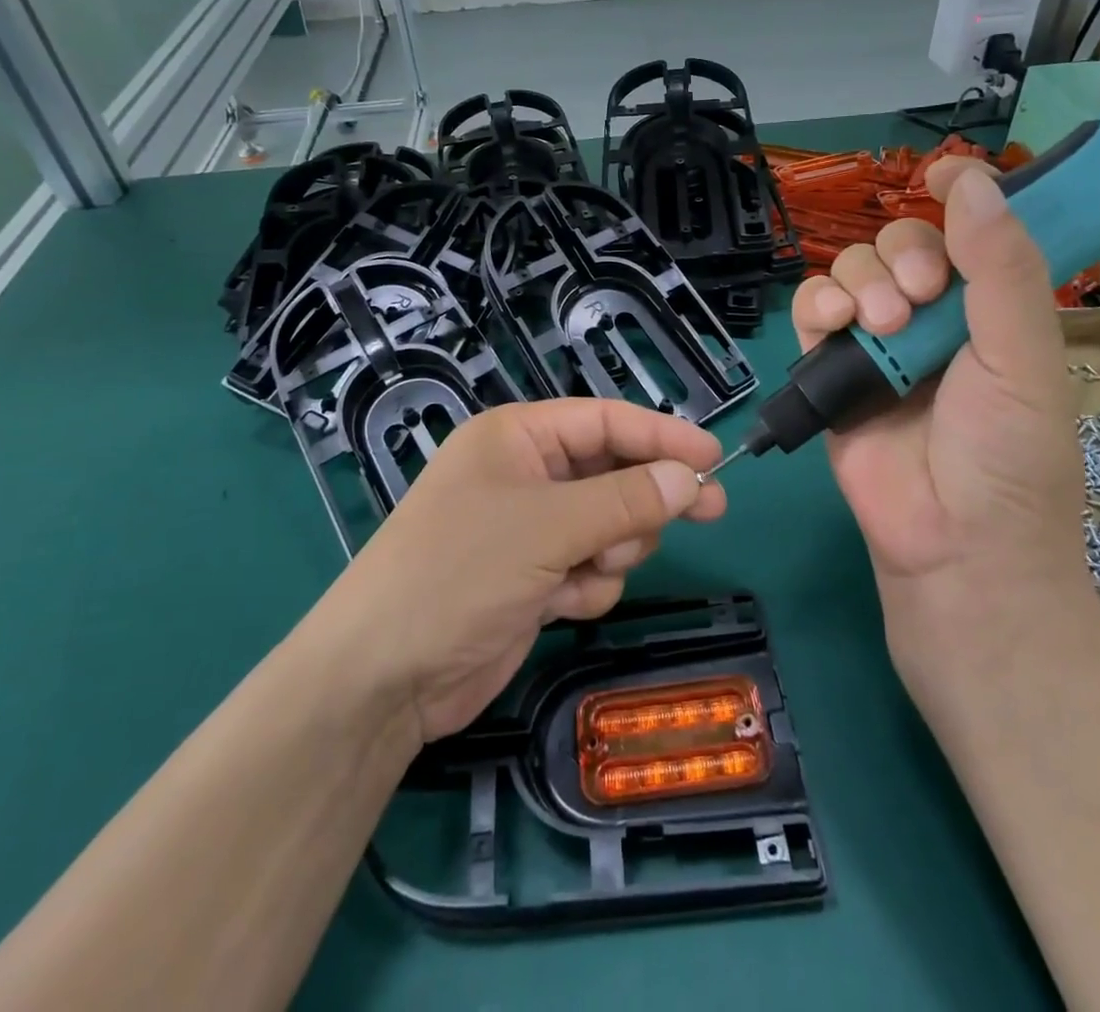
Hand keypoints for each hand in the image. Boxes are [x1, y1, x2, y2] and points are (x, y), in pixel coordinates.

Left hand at [323, 399, 726, 742]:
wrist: (385, 677)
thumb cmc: (460, 572)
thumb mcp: (548, 527)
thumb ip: (627, 500)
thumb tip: (692, 478)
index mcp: (517, 438)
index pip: (605, 421)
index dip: (662, 436)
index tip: (714, 458)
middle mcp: (526, 475)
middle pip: (613, 473)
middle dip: (645, 499)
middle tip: (710, 511)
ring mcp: (530, 529)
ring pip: (610, 524)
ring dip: (613, 548)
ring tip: (587, 568)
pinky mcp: (535, 578)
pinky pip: (591, 567)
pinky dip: (588, 585)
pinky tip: (560, 604)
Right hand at [790, 161, 1090, 664]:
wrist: (952, 546)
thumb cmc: (1007, 456)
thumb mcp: (1022, 359)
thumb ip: (1002, 270)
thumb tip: (973, 180)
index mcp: (991, 308)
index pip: (973, 231)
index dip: (961, 195)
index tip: (943, 174)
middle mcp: (935, 316)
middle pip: (901, 243)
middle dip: (905, 258)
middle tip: (920, 298)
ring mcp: (878, 342)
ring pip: (852, 270)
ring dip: (862, 284)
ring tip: (879, 327)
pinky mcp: (831, 369)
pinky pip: (812, 310)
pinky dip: (817, 305)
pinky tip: (835, 325)